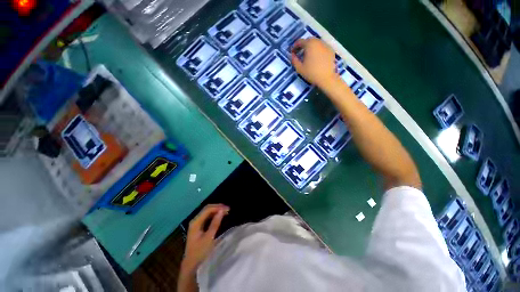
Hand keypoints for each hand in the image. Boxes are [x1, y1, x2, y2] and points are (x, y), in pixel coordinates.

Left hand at [182, 204, 229, 272]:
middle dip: (217, 207)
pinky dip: (214, 215)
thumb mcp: (209, 237)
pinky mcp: (198, 227)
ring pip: (207, 212)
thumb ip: (215, 223)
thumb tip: (222, 211)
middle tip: (228, 209)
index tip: (228, 209)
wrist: (191, 265)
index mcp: (196, 222)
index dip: (218, 207)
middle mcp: (195, 220)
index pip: (208, 209)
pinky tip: (219, 216)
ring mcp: (196, 224)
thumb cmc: (200, 252)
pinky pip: (207, 217)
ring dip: (216, 210)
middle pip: (207, 209)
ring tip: (225, 212)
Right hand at [291, 38, 337, 87]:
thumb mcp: (300, 68)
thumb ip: (294, 60)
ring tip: (308, 55)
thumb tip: (292, 55)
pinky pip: (322, 47)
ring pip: (316, 43)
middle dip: (303, 45)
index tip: (293, 52)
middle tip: (300, 53)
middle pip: (309, 40)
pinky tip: (316, 58)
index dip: (295, 46)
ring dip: (311, 47)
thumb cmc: (312, 73)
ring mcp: (326, 45)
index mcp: (309, 44)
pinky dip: (318, 50)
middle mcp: (318, 41)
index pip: (300, 41)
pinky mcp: (331, 50)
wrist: (327, 78)